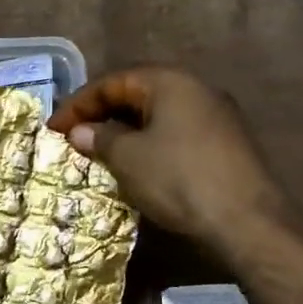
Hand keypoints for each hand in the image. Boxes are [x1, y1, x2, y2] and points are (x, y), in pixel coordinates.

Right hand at [49, 66, 293, 248]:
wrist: (248, 222)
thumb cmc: (179, 179)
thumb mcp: (129, 158)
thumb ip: (100, 138)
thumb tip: (80, 132)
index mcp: (170, 81)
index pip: (112, 81)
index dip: (78, 104)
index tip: (54, 128)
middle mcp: (195, 88)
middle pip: (137, 93)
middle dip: (101, 114)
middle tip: (74, 137)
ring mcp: (216, 116)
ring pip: (157, 115)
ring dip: (125, 131)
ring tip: (99, 152)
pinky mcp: (226, 143)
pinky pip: (176, 133)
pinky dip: (149, 143)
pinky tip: (137, 166)